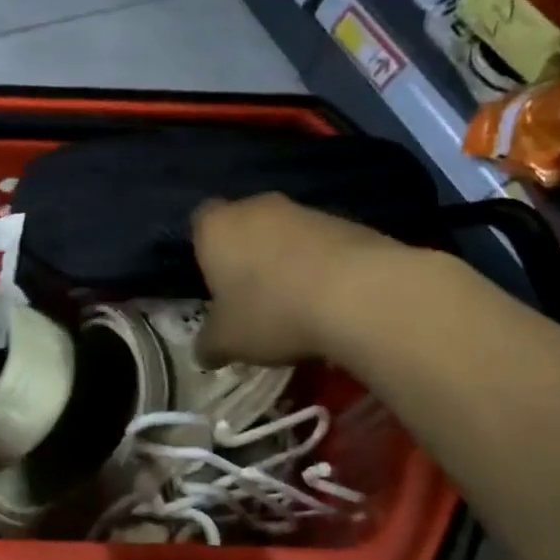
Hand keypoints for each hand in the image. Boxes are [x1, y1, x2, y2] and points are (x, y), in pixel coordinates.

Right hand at [193, 193, 409, 366]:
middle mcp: (258, 207)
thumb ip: (209, 344)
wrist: (360, 294)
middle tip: (253, 299)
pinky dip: (323, 268)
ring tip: (297, 307)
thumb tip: (205, 352)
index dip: (205, 252)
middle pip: (246, 227)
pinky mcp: (350, 223)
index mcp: (217, 227)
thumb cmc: (271, 312)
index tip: (215, 284)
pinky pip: (324, 246)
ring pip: (286, 235)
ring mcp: (306, 211)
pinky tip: (331, 303)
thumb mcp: (227, 342)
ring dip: (288, 262)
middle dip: (248, 257)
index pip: (199, 223)